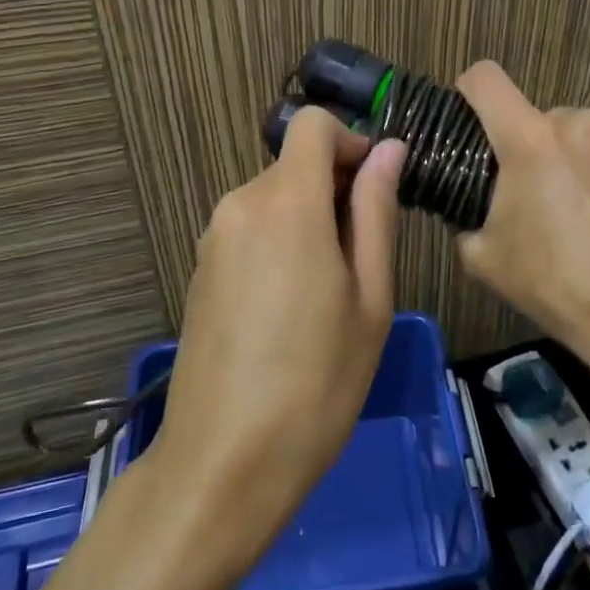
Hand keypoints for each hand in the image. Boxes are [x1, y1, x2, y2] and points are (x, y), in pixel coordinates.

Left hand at [152, 110, 406, 555]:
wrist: (223, 464)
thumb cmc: (317, 382)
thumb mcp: (370, 297)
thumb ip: (376, 212)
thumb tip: (388, 150)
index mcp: (286, 202)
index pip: (312, 125)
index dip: (350, 142)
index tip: (375, 188)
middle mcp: (240, 204)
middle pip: (295, 164)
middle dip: (335, 188)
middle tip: (366, 256)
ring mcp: (213, 238)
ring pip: (274, 198)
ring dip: (309, 218)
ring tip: (332, 290)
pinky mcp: (201, 269)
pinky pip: (250, 229)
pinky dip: (280, 242)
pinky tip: (292, 307)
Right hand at [454, 62, 589, 401]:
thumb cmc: (555, 286)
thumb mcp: (484, 259)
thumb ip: (469, 218)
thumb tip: (478, 211)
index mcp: (530, 140)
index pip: (485, 80)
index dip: (471, 91)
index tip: (474, 118)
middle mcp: (581, 124)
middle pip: (544, 120)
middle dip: (537, 149)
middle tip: (542, 198)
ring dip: (583, 161)